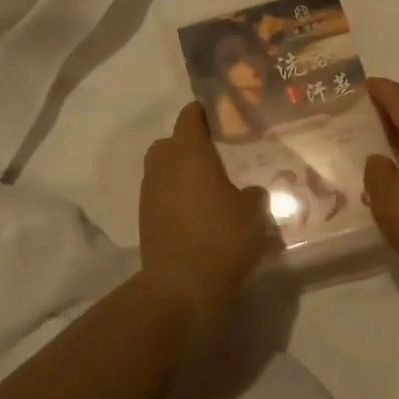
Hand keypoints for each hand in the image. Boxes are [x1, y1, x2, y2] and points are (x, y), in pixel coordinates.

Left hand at [139, 102, 275, 327]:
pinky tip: (199, 213)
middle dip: (190, 144)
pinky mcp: (145, 218)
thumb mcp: (253, 213)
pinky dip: (176, 196)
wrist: (180, 286)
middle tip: (218, 155)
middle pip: (171, 142)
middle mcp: (163, 165)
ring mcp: (149, 192)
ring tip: (210, 186)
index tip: (222, 116)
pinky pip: (162, 195)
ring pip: (164, 169)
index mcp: (189, 152)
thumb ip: (253, 194)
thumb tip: (249, 190)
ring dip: (182, 173)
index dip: (205, 112)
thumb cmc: (222, 238)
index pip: (190, 116)